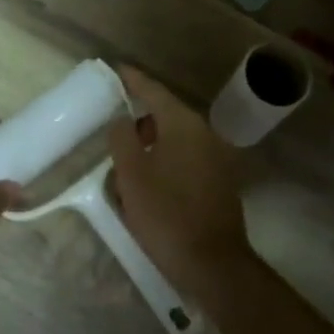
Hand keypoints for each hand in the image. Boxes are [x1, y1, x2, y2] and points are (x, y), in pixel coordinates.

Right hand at [106, 67, 249, 295]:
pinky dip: (165, 161)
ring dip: (151, 144)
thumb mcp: (131, 174)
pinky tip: (149, 184)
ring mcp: (216, 158)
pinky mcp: (219, 181)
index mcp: (183, 125)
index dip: (133, 79)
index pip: (154, 91)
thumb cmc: (166, 214)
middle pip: (166, 114)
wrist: (213, 264)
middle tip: (114, 127)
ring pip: (176, 139)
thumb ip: (122, 138)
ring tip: (126, 162)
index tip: (116, 69)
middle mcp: (204, 133)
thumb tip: (122, 120)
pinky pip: (186, 159)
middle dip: (140, 119)